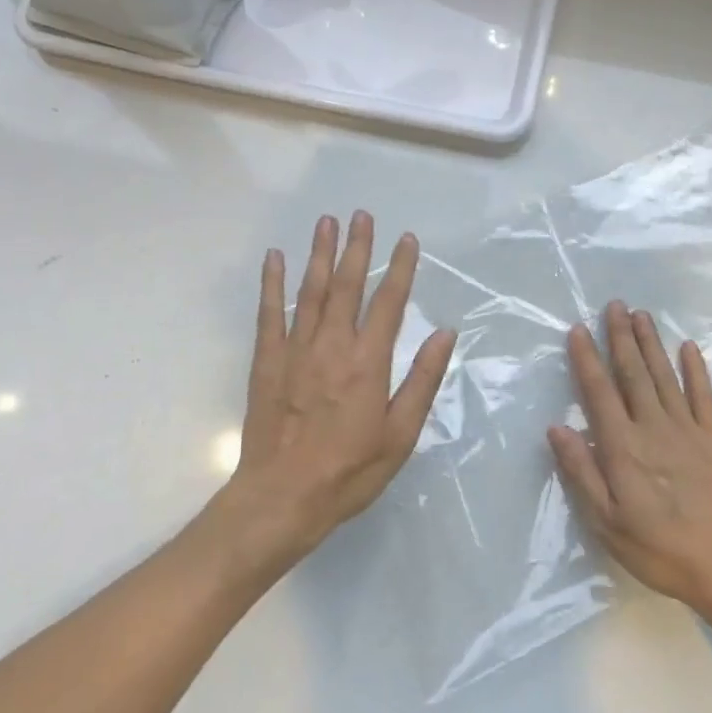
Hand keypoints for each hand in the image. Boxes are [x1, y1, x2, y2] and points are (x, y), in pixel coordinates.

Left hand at [223, 211, 456, 563]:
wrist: (282, 498)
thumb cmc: (350, 471)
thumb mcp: (400, 434)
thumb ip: (422, 379)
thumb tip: (445, 332)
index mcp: (368, 362)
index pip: (390, 302)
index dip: (400, 268)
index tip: (407, 239)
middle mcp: (332, 345)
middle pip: (347, 285)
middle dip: (357, 247)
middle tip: (361, 214)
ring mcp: (295, 350)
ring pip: (310, 291)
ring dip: (319, 253)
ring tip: (326, 222)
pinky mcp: (267, 361)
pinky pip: (269, 313)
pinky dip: (272, 283)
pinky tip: (275, 258)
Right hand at [549, 301, 711, 617]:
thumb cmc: (660, 549)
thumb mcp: (607, 522)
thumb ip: (581, 472)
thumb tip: (556, 427)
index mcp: (623, 447)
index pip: (599, 392)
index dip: (587, 359)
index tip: (578, 329)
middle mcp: (653, 426)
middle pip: (633, 373)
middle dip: (621, 337)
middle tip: (614, 304)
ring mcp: (688, 429)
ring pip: (664, 375)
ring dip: (651, 343)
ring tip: (641, 314)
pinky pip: (704, 395)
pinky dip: (696, 369)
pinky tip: (689, 347)